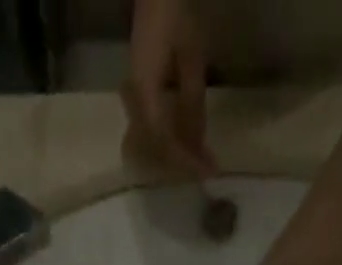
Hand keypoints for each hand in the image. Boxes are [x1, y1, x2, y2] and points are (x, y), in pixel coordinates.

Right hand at [122, 0, 215, 177]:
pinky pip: (154, 131)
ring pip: (154, 143)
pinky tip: (187, 142)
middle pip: (157, 148)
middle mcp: (134, 104)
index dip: (186, 160)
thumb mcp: (191, 56)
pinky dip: (172, 140)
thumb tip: (198, 144)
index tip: (207, 171)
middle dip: (184, 161)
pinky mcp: (139, 98)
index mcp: (144, 94)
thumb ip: (192, 102)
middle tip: (208, 168)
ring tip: (201, 158)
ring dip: (178, 153)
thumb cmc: (174, 15)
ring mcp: (133, 102)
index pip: (164, 141)